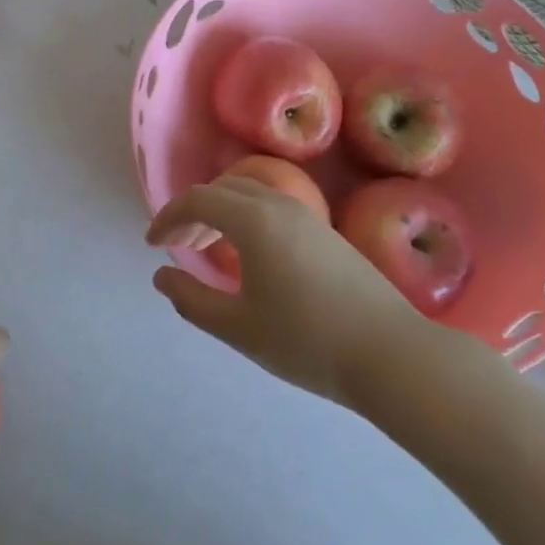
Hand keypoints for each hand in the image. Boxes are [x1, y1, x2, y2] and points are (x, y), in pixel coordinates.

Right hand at [147, 174, 437, 408]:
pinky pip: (272, 207)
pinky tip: (249, 255)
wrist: (392, 354)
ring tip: (207, 248)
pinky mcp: (326, 233)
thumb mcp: (238, 328)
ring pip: (250, 194)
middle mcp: (279, 205)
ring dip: (220, 212)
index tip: (152, 245)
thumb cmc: (308, 341)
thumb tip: (162, 277)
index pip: (198, 200)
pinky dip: (246, 218)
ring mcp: (307, 217)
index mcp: (253, 221)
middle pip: (222, 189)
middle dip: (192, 212)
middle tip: (176, 247)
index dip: (168, 218)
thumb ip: (192, 300)